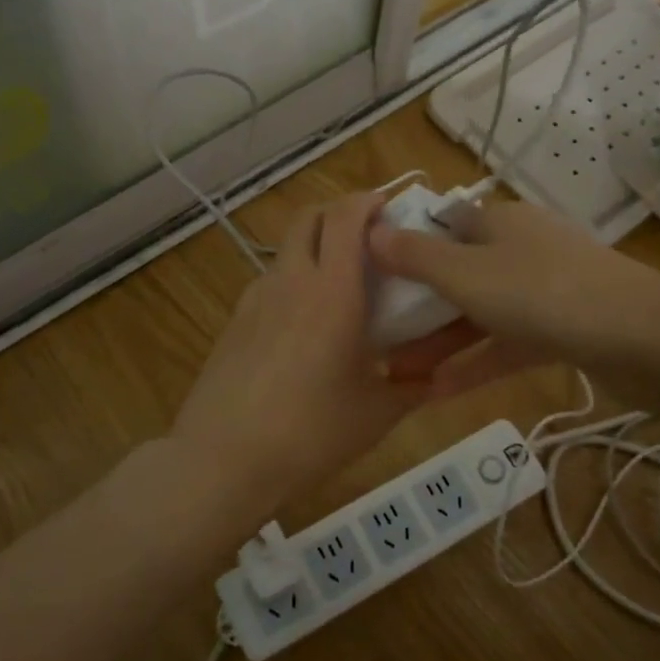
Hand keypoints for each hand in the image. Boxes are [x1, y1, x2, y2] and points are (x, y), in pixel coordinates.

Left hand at [173, 193, 432, 501]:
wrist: (223, 459)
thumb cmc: (311, 432)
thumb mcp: (377, 414)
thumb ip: (412, 387)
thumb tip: (435, 377)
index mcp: (332, 290)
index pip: (346, 216)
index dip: (368, 201)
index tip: (391, 209)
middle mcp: (290, 280)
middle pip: (309, 217)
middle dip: (339, 213)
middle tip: (368, 239)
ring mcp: (255, 299)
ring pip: (286, 250)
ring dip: (314, 250)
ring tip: (339, 289)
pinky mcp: (234, 322)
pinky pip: (270, 285)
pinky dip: (292, 284)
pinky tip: (304, 329)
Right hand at [369, 197, 659, 395]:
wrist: (643, 339)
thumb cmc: (543, 294)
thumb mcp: (466, 275)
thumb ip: (416, 257)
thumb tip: (371, 232)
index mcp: (497, 222)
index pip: (440, 226)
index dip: (404, 248)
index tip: (370, 279)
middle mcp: (519, 248)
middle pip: (456, 273)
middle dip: (417, 307)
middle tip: (378, 338)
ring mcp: (544, 290)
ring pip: (480, 312)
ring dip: (441, 342)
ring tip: (398, 372)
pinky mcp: (562, 329)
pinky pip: (507, 343)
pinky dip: (476, 363)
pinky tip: (438, 393)